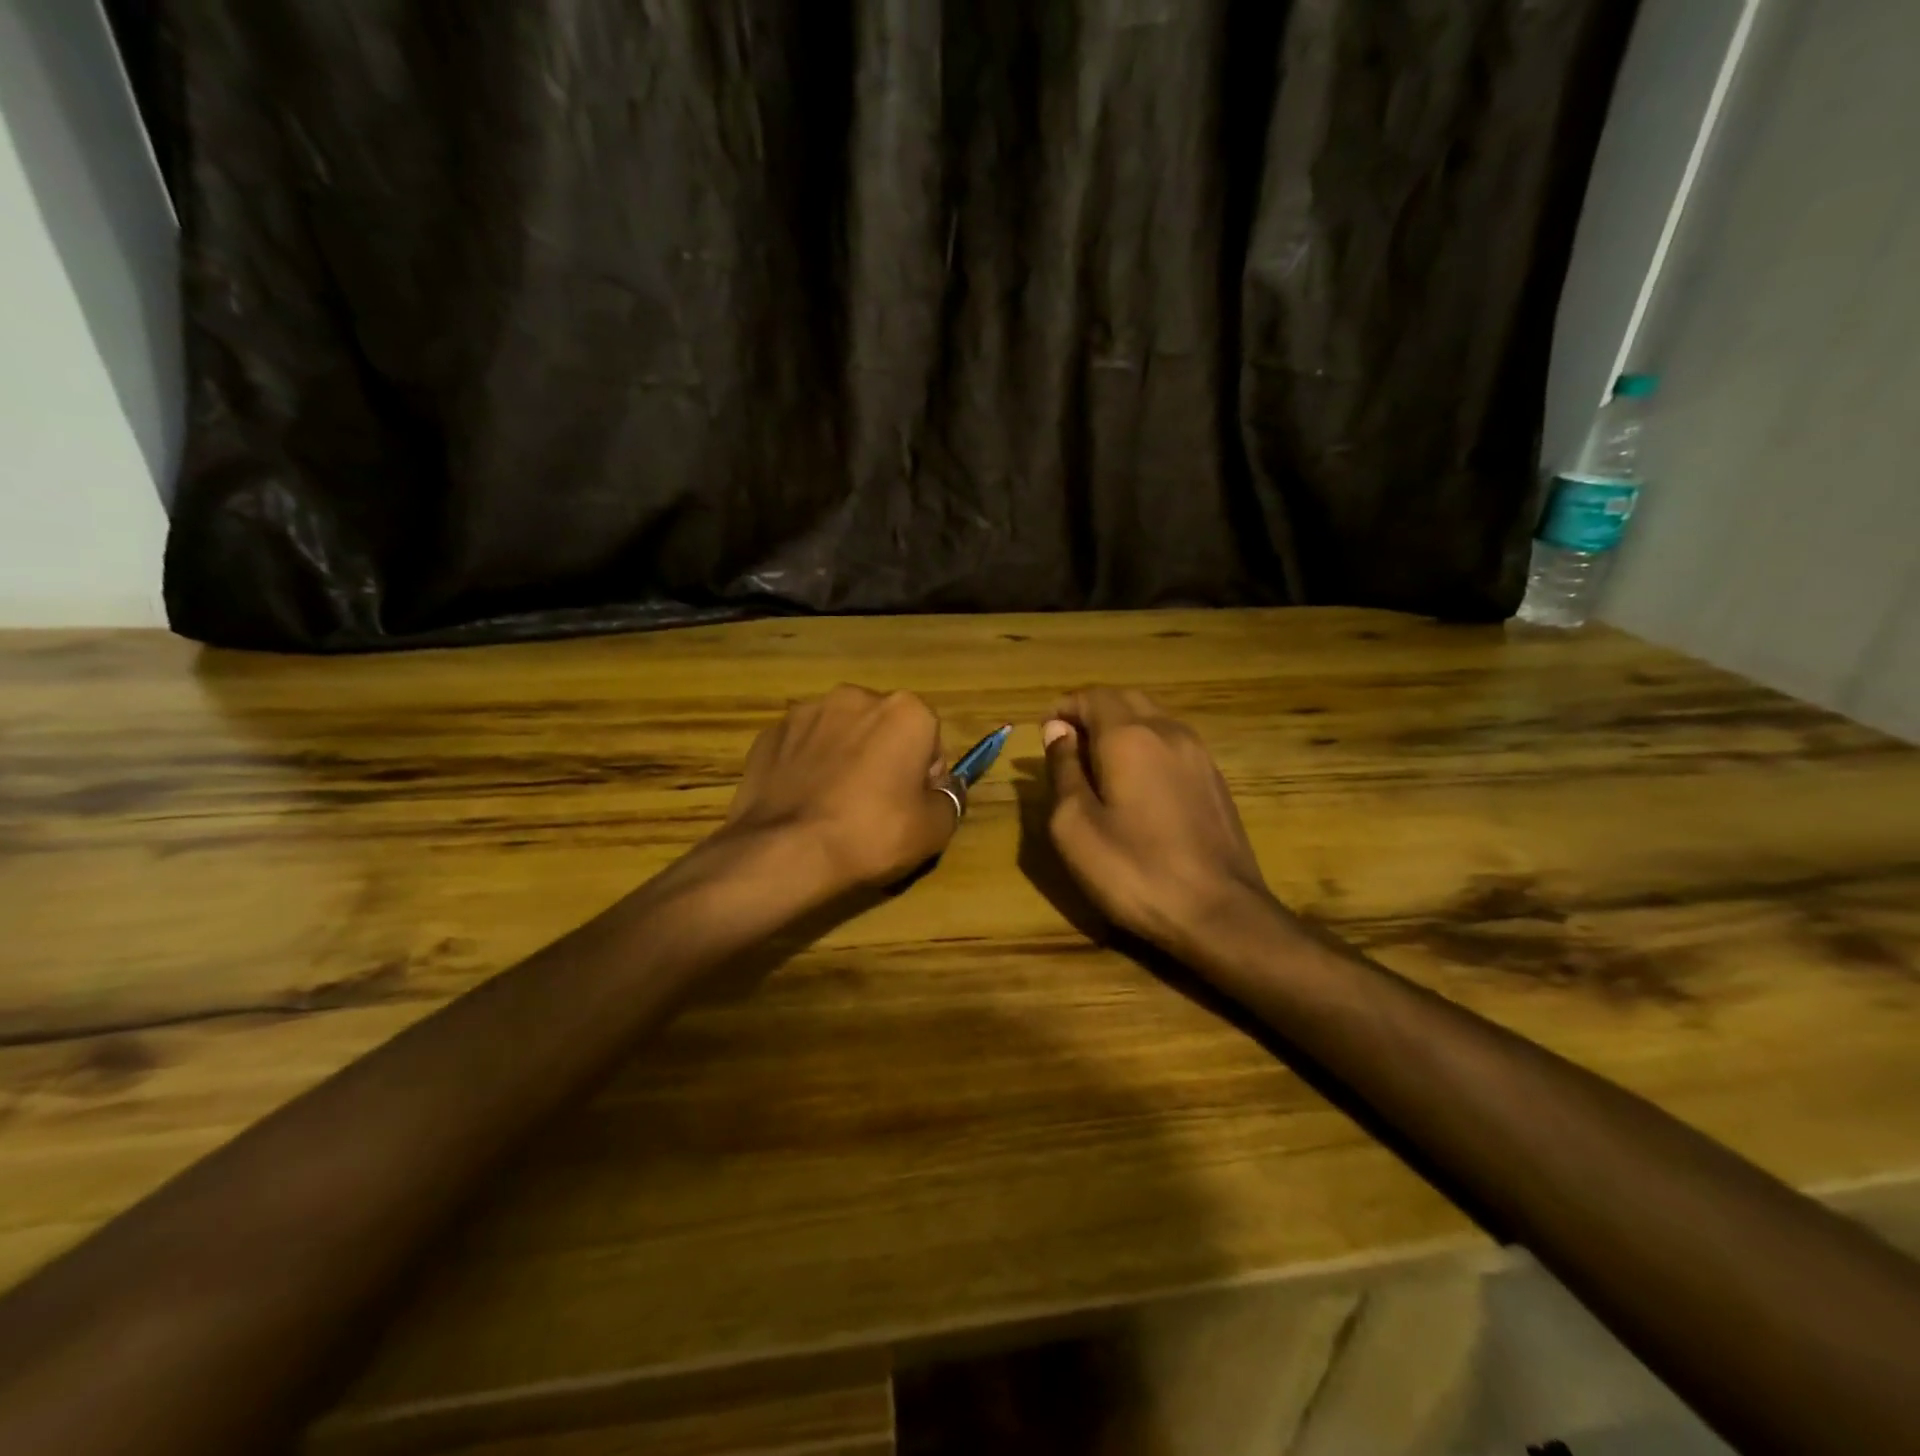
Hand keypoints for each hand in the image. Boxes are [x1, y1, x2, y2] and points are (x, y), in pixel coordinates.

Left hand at [724, 685, 956, 889]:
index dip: (924, 777)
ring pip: (840, 735)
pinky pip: (801, 749)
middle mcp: (855, 697)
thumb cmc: (872, 834)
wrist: (785, 851)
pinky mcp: (769, 734)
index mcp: (905, 710)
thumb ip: (949, 799)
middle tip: (875, 809)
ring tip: (833, 808)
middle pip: (883, 730)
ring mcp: (806, 712)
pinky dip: (806, 768)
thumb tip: (945, 788)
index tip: (911, 808)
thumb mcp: (934, 829)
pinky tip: (803, 804)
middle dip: (883, 758)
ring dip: (843, 759)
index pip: (929, 741)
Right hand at [1042, 688, 1272, 955]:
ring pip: (1153, 718)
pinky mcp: (1214, 779)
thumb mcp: (1075, 826)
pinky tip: (1136, 784)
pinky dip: (1146, 746)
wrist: (1220, 912)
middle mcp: (1168, 731)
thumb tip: (1058, 731)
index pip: (1092, 696)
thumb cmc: (1135, 871)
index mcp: (1129, 737)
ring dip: (1121, 727)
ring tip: (1098, 764)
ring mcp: (1199, 754)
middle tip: (1068, 745)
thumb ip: (1063, 770)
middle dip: (1092, 712)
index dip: (1064, 708)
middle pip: (1125, 700)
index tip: (1045, 732)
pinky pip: (1172, 743)